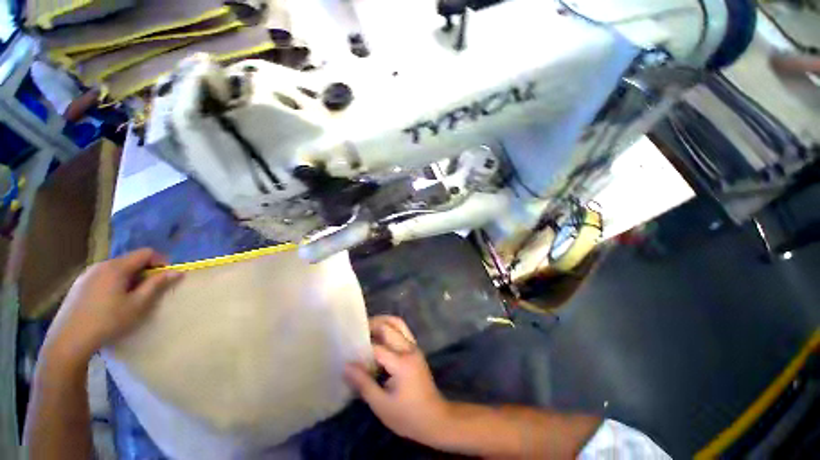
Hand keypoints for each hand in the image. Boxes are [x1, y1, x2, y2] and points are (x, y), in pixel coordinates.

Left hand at [45, 249, 181, 363]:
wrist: (69, 340)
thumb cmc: (108, 321)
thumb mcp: (137, 304)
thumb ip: (156, 285)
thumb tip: (176, 272)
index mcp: (116, 267)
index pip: (146, 253)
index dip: (160, 261)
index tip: (166, 277)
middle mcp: (101, 265)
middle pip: (130, 260)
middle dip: (144, 271)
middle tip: (149, 290)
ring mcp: (87, 274)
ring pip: (116, 269)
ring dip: (129, 278)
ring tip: (130, 297)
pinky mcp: (79, 284)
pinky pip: (103, 276)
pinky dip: (115, 283)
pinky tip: (111, 302)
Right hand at [344, 316, 451, 444]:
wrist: (435, 418)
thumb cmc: (407, 416)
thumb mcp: (381, 405)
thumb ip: (363, 383)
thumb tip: (346, 366)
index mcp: (401, 363)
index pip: (376, 347)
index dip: (361, 347)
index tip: (347, 348)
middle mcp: (409, 349)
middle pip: (388, 326)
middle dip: (371, 325)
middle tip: (356, 333)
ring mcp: (414, 347)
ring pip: (398, 323)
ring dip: (382, 322)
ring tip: (367, 328)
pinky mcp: (416, 349)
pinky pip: (402, 330)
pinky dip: (390, 328)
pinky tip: (379, 338)